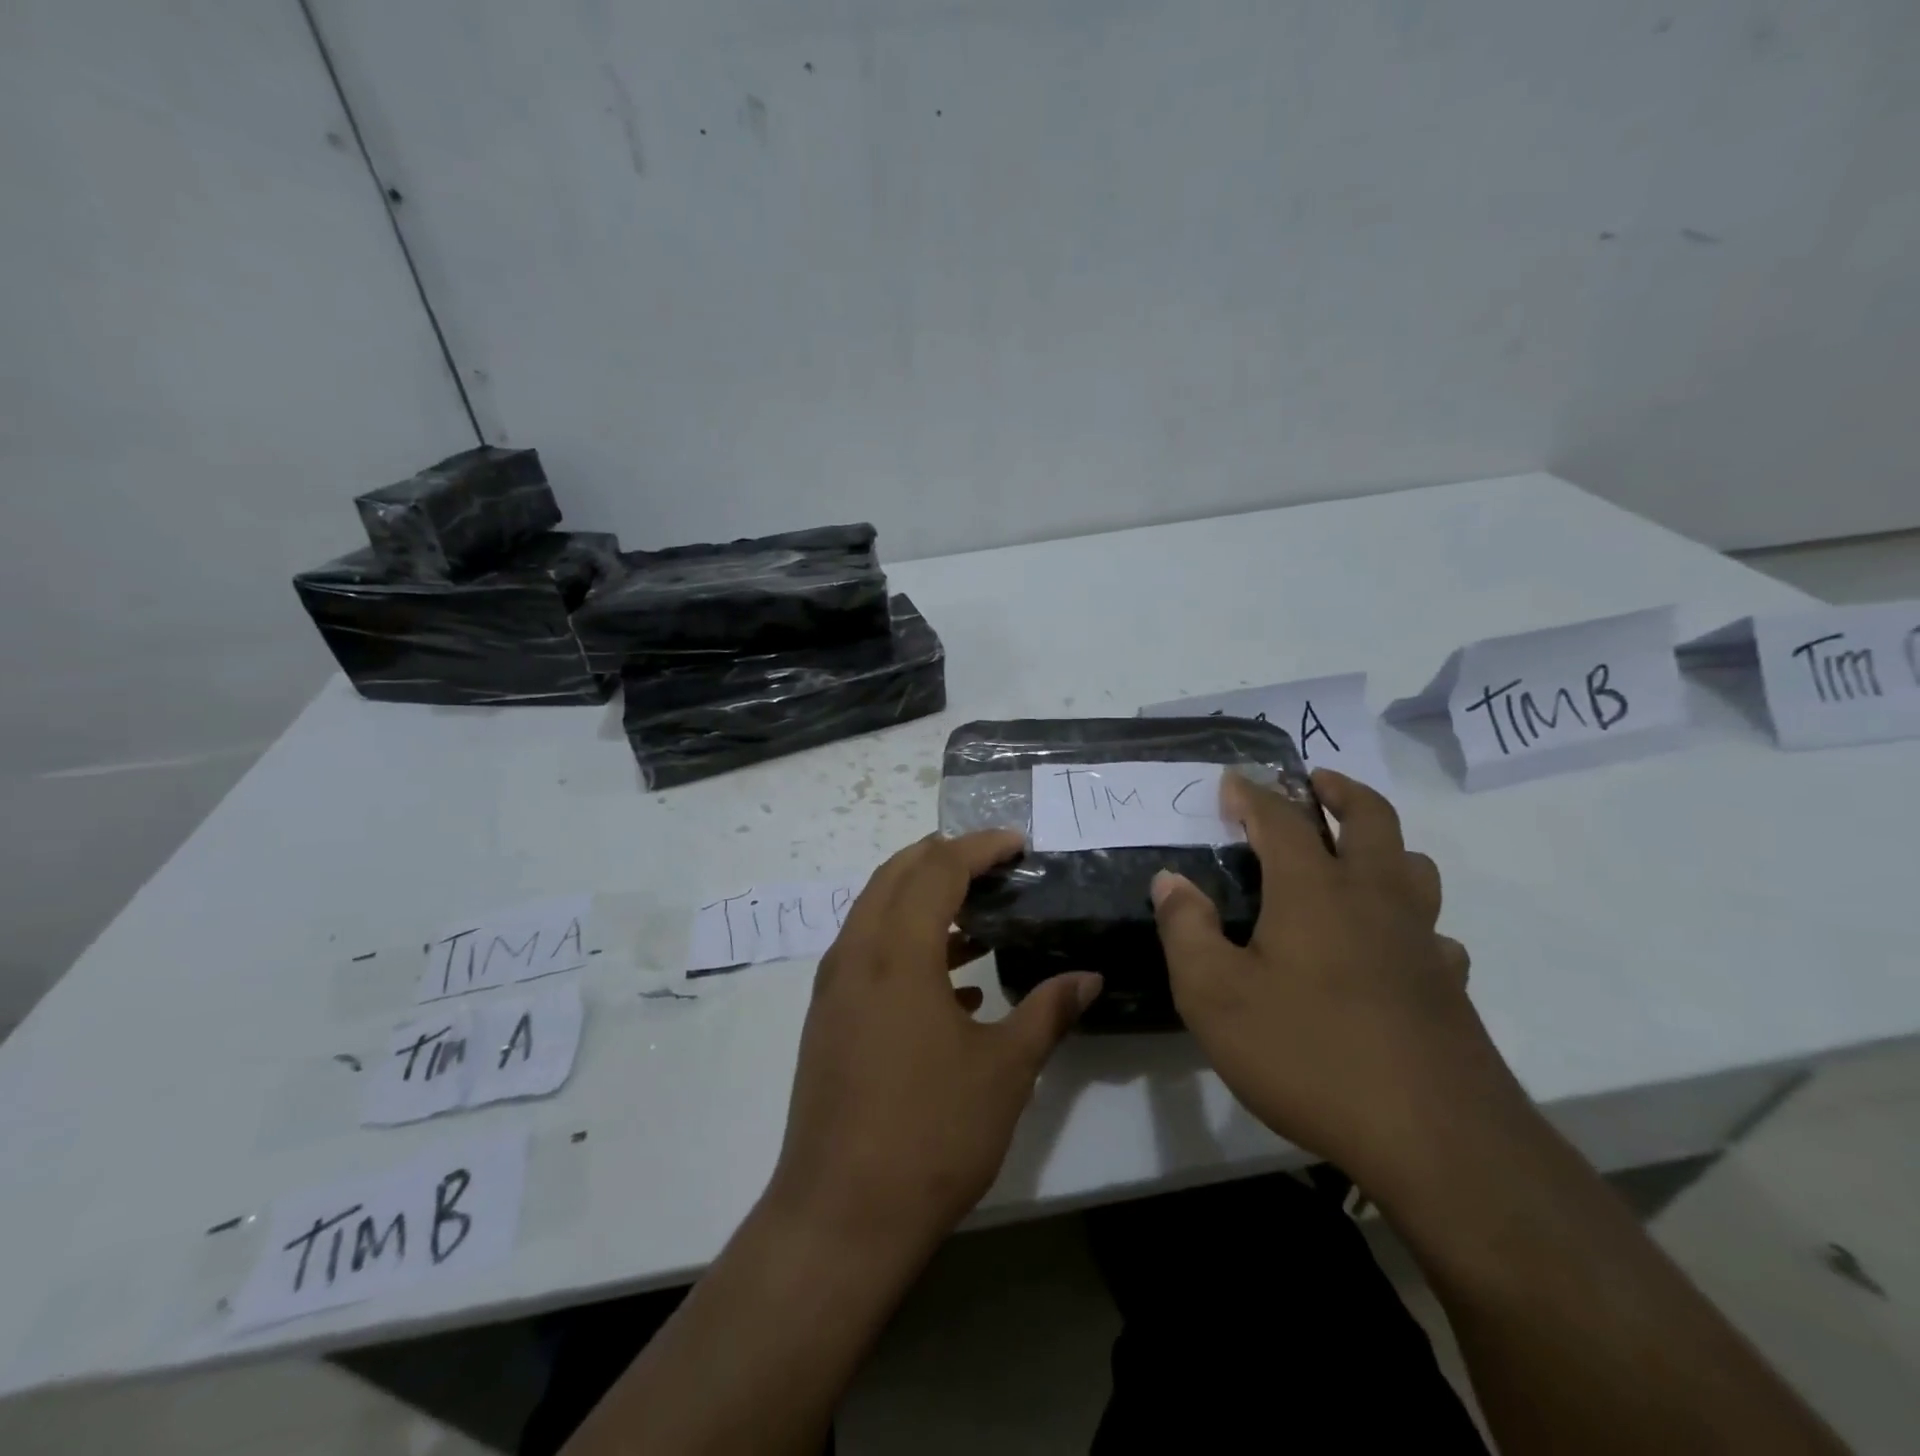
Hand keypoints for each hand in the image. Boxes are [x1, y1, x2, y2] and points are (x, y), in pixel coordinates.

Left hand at [765, 831, 1101, 1255]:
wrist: (841, 1216)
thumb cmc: (931, 1133)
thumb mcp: (1005, 1069)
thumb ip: (1048, 1012)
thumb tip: (1088, 978)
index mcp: (897, 951)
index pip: (938, 868)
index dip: (980, 847)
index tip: (1018, 844)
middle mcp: (857, 954)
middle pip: (896, 874)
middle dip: (944, 858)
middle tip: (994, 864)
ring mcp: (835, 987)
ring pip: (877, 912)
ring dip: (923, 901)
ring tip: (979, 919)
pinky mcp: (828, 1018)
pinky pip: (868, 953)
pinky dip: (907, 945)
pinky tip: (954, 985)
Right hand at [1151, 769, 1517, 1194]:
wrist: (1436, 1140)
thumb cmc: (1308, 1054)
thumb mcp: (1214, 995)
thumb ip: (1186, 929)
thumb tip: (1171, 880)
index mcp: (1314, 891)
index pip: (1282, 819)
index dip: (1254, 794)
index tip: (1232, 780)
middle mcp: (1373, 900)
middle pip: (1371, 819)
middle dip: (1340, 791)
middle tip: (1316, 781)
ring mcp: (1419, 942)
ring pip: (1414, 868)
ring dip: (1384, 844)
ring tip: (1355, 853)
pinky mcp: (1448, 987)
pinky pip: (1433, 932)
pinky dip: (1410, 919)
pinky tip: (1392, 947)